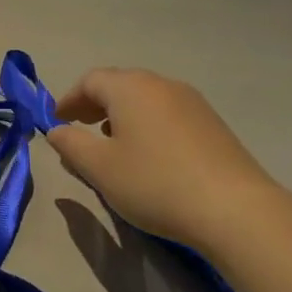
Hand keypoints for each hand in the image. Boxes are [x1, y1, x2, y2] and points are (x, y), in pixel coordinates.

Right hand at [47, 68, 288, 249]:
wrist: (235, 210)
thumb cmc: (155, 183)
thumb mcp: (99, 168)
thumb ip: (71, 144)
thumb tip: (57, 130)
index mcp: (130, 88)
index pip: (90, 81)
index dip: (69, 100)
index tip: (56, 122)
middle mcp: (161, 84)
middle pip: (119, 85)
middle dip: (95, 105)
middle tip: (80, 129)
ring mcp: (192, 102)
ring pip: (146, 99)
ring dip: (122, 115)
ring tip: (113, 145)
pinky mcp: (213, 124)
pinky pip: (168, 114)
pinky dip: (148, 125)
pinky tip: (149, 155)